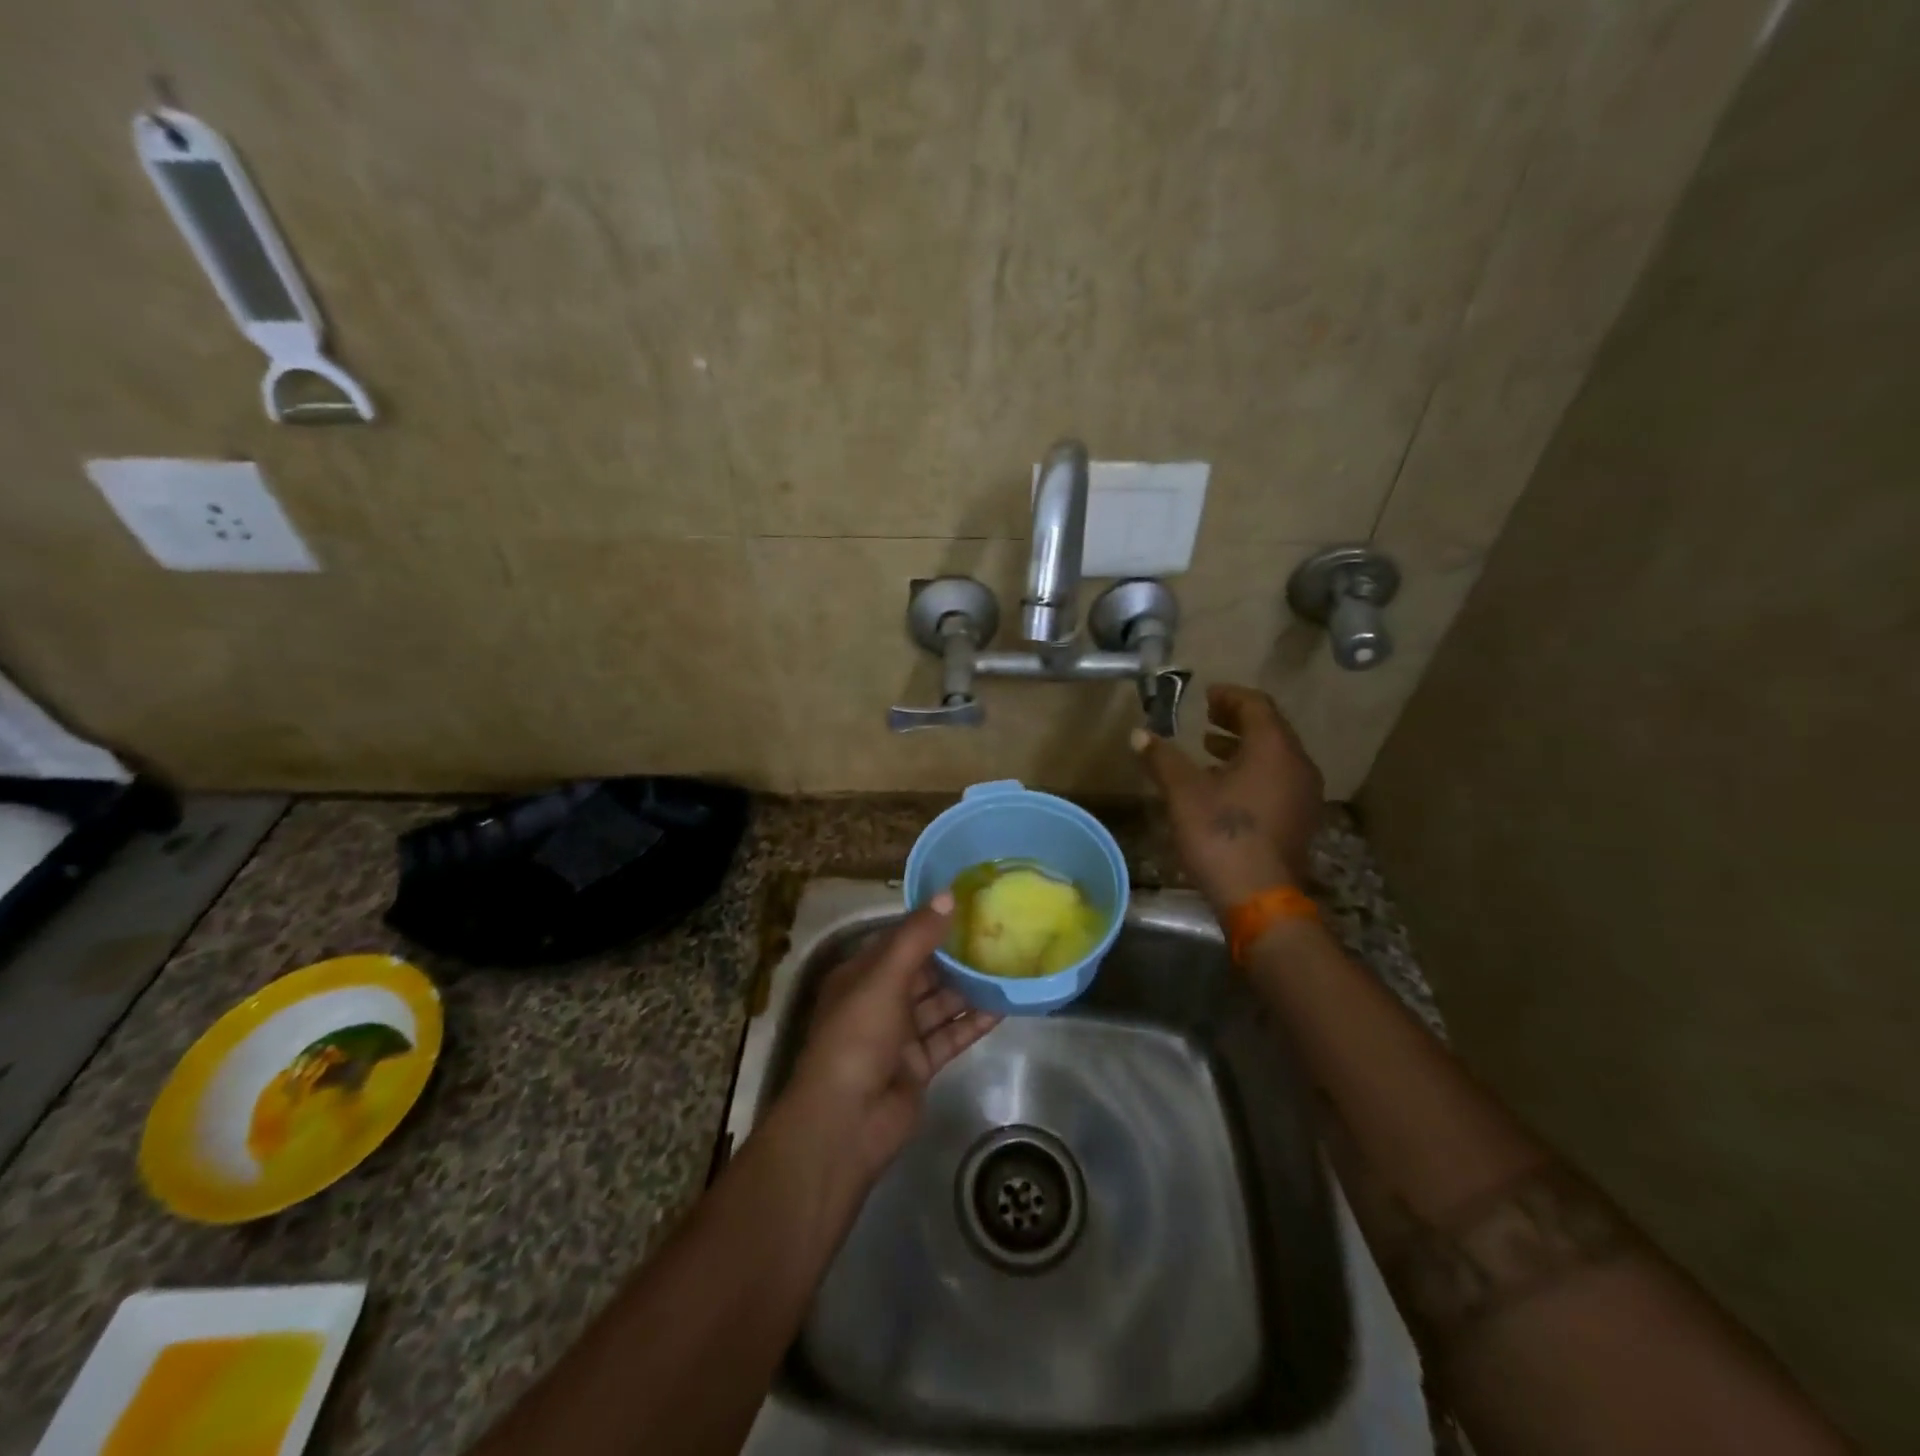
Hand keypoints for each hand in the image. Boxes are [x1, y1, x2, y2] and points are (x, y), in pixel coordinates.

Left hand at [784, 895, 1000, 1180]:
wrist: (846, 1122)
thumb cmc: (857, 1037)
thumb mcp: (884, 978)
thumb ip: (917, 938)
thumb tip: (948, 894)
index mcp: (861, 975)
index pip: (900, 940)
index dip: (931, 922)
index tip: (968, 904)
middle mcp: (879, 1000)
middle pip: (924, 971)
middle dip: (956, 956)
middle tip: (998, 933)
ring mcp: (899, 1035)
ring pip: (940, 1004)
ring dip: (970, 988)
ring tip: (1008, 965)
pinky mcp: (919, 1065)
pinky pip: (950, 1036)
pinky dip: (973, 1023)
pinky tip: (1004, 1007)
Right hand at [1132, 683, 1324, 910]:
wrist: (1259, 898)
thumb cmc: (1221, 835)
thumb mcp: (1183, 792)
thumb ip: (1162, 758)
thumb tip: (1139, 734)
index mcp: (1274, 749)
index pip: (1257, 706)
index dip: (1230, 697)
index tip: (1206, 695)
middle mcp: (1298, 765)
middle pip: (1270, 729)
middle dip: (1237, 720)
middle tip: (1207, 717)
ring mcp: (1304, 795)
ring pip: (1275, 757)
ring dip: (1243, 748)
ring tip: (1210, 750)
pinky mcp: (1299, 820)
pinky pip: (1278, 781)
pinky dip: (1253, 772)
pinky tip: (1225, 787)